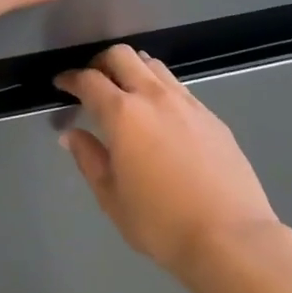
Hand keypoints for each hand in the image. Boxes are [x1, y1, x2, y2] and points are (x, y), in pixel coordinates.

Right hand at [55, 45, 279, 274]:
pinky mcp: (212, 116)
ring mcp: (188, 103)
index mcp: (123, 114)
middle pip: (123, 57)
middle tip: (92, 82)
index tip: (62, 84)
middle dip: (101, 62)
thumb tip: (72, 135)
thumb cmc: (160, 223)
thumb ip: (89, 159)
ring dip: (134, 69)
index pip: (90, 80)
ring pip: (155, 66)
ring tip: (126, 91)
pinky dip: (160, 88)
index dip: (71, 78)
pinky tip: (160, 114)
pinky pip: (179, 87)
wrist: (229, 236)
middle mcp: (155, 97)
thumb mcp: (112, 198)